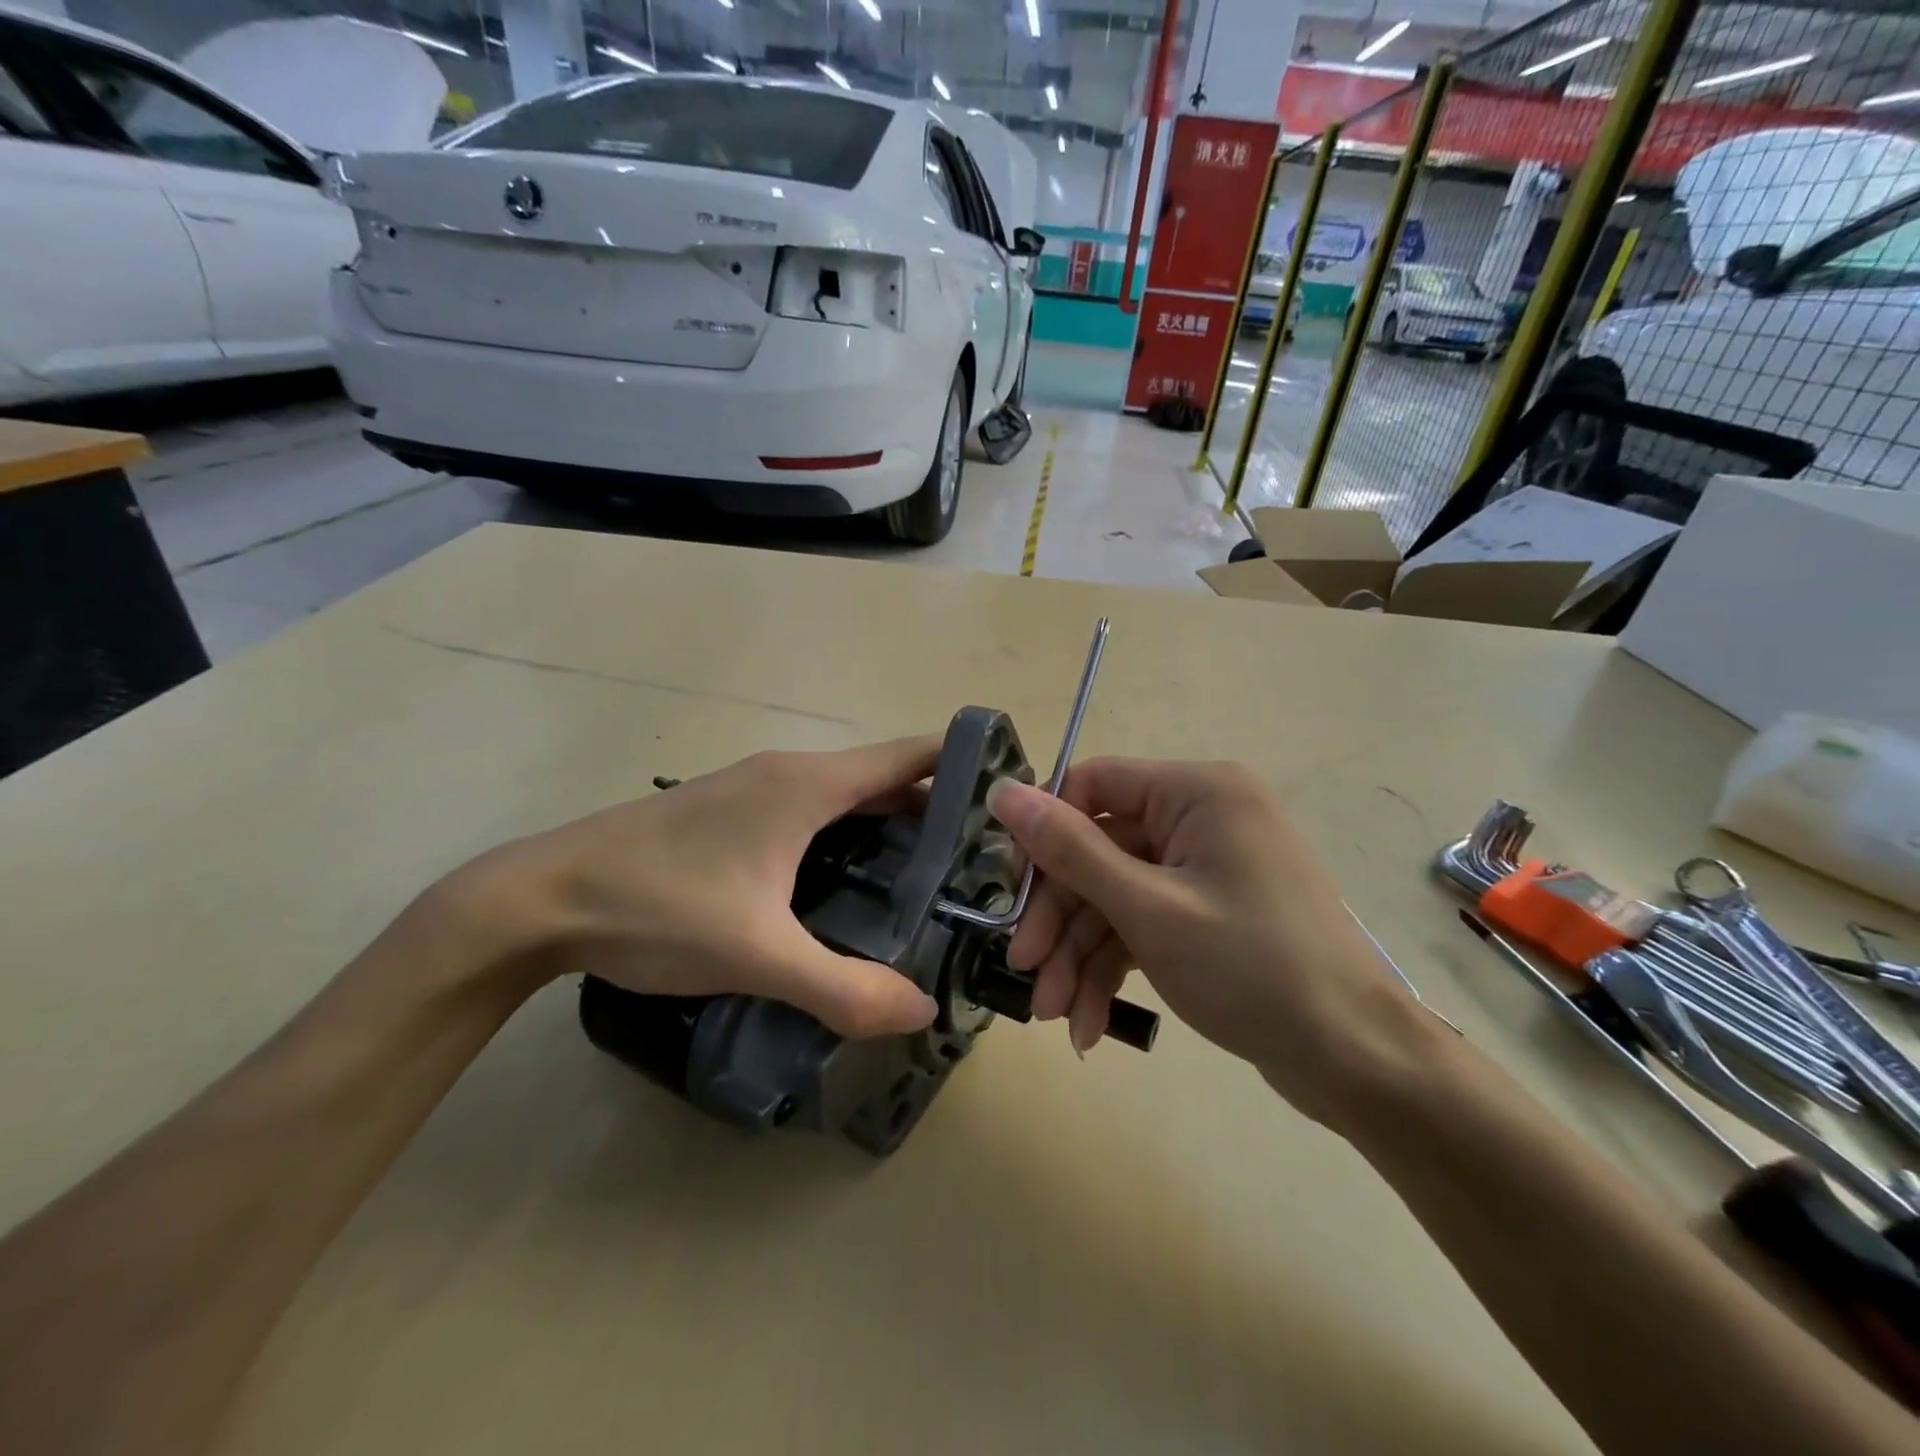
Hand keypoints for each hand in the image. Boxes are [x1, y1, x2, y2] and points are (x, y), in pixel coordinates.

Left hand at [447, 739, 942, 1038]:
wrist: (537, 899)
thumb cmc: (657, 908)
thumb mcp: (757, 955)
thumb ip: (844, 988)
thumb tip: (921, 1012)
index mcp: (808, 784)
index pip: (911, 756)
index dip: (965, 768)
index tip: (1010, 803)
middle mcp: (789, 772)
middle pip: (886, 776)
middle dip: (939, 811)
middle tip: (983, 863)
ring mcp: (755, 789)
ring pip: (848, 796)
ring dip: (892, 825)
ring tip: (935, 879)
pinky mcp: (731, 814)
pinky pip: (814, 812)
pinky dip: (851, 836)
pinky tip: (855, 887)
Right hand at [990, 760, 1420, 1125]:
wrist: (1357, 1061)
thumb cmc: (1252, 969)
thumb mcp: (1149, 908)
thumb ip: (1070, 849)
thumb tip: (1003, 790)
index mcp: (1197, 791)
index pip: (1093, 785)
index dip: (1044, 834)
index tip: (1011, 892)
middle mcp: (1201, 817)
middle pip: (1099, 851)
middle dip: (1061, 918)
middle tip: (1026, 972)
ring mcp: (1205, 867)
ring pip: (1116, 895)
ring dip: (1080, 954)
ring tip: (1056, 1015)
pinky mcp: (1206, 911)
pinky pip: (1143, 923)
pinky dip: (1114, 967)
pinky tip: (1089, 1023)